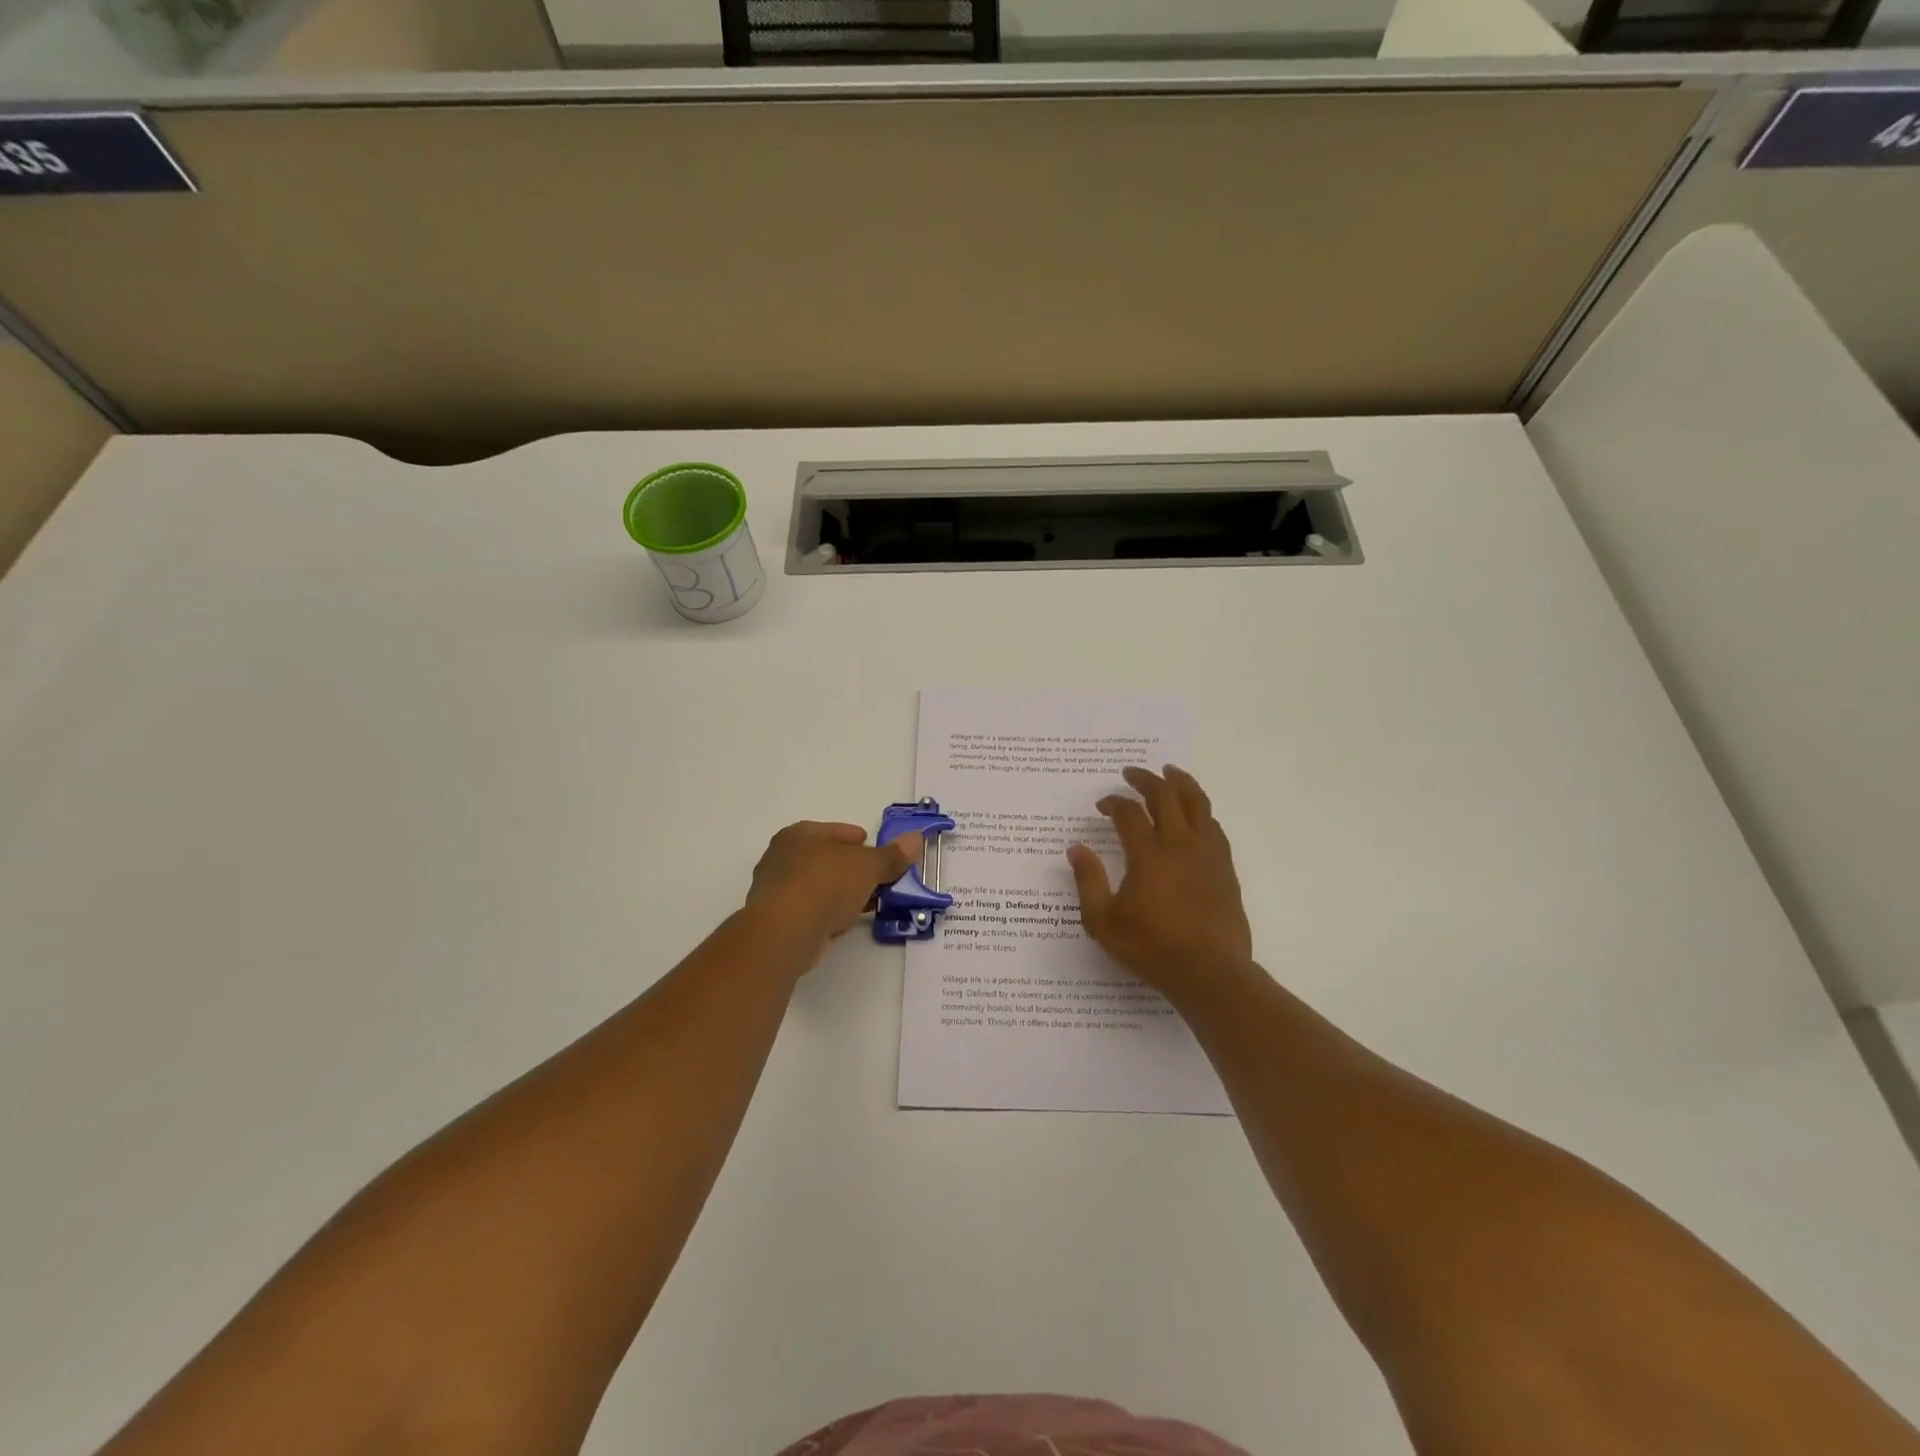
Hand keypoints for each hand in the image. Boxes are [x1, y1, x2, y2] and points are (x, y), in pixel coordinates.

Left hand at [746, 821, 922, 955]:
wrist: (786, 932)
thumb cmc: (826, 883)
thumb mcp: (868, 866)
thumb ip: (892, 855)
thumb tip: (915, 839)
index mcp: (797, 835)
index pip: (832, 831)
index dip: (855, 838)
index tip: (872, 848)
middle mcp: (781, 858)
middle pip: (825, 859)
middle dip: (851, 869)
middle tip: (876, 877)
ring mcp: (776, 892)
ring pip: (818, 887)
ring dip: (842, 894)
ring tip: (868, 902)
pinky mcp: (778, 922)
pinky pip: (811, 912)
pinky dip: (829, 914)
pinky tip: (847, 922)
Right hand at [1067, 766, 1253, 995]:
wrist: (1209, 972)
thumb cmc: (1151, 948)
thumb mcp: (1103, 921)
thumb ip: (1088, 881)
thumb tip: (1076, 848)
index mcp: (1148, 855)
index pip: (1129, 813)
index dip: (1114, 802)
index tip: (1103, 805)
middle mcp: (1179, 845)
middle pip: (1165, 796)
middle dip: (1146, 780)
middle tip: (1131, 773)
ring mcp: (1207, 854)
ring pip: (1197, 803)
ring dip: (1181, 783)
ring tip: (1170, 772)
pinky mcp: (1225, 868)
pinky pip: (1214, 826)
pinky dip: (1200, 810)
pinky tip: (1195, 813)